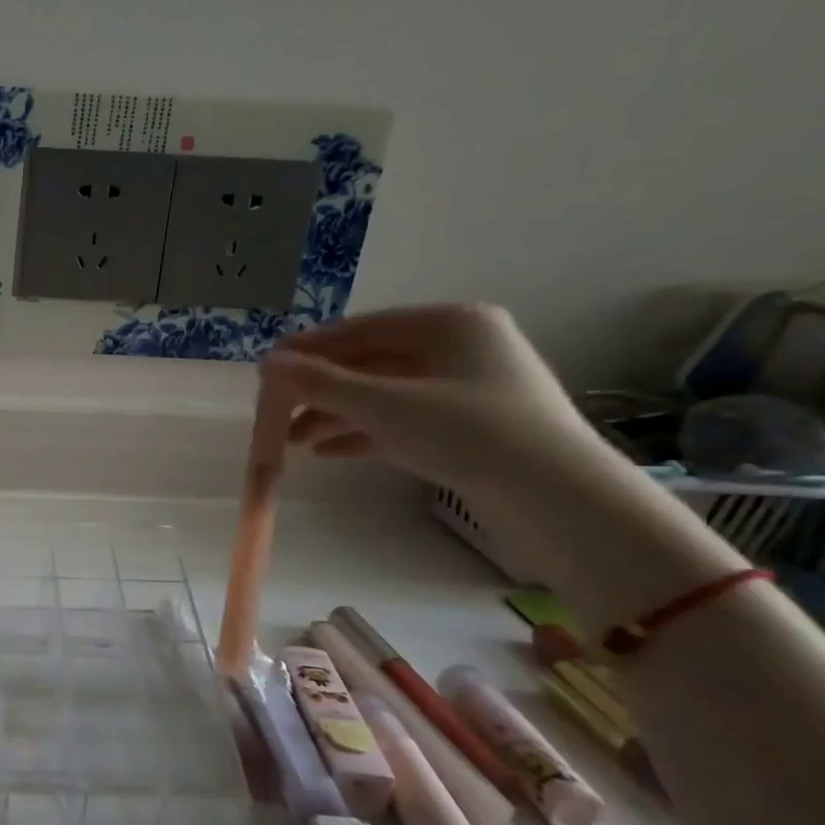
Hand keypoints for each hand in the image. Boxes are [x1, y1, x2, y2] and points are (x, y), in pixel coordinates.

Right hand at [261, 304, 606, 495]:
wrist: (558, 501)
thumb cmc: (469, 433)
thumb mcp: (383, 405)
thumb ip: (320, 382)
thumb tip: (266, 362)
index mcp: (449, 324)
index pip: (360, 328)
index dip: (309, 349)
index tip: (266, 369)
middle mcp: (460, 348)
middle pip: (370, 363)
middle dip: (320, 390)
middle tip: (275, 411)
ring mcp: (467, 389)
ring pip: (383, 394)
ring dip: (336, 414)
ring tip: (292, 441)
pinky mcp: (470, 427)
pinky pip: (402, 420)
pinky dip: (364, 433)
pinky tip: (327, 452)